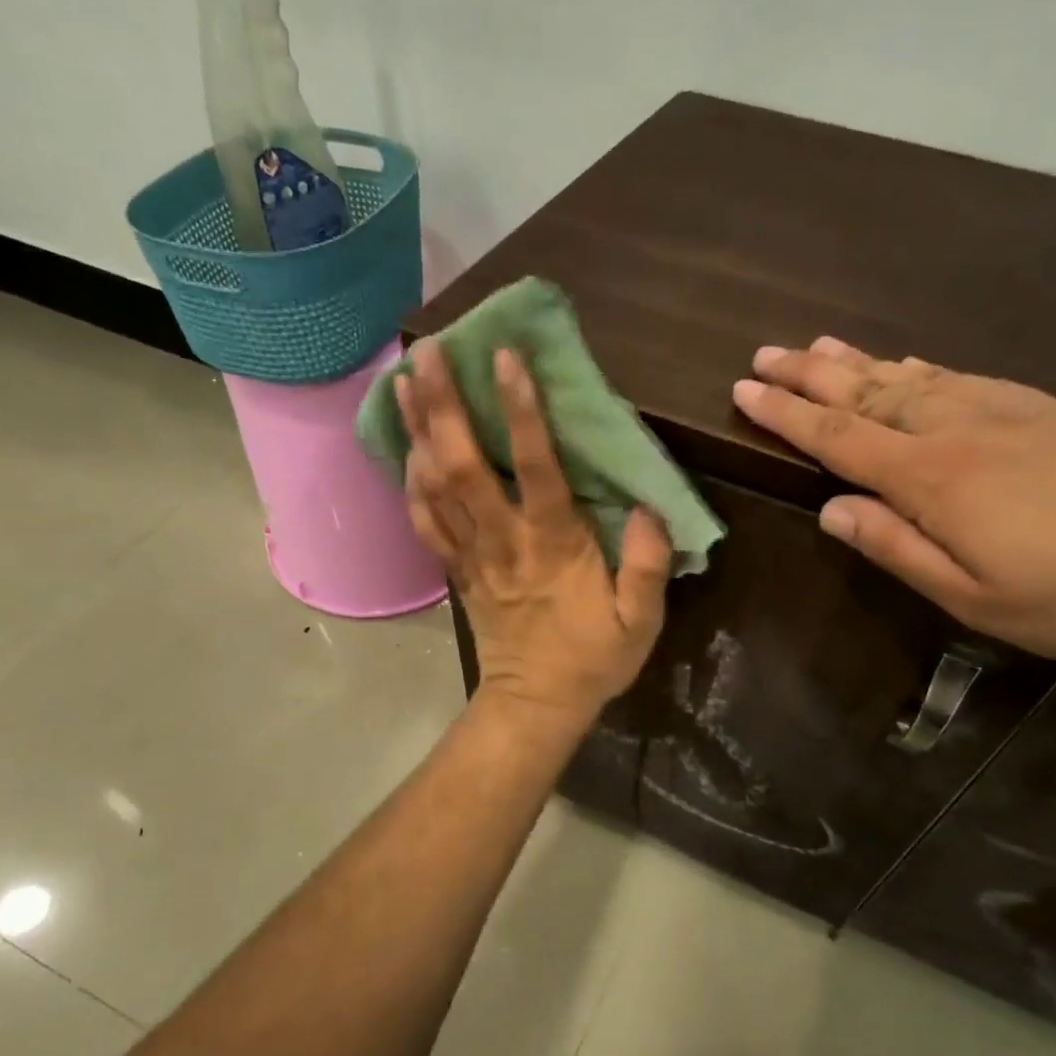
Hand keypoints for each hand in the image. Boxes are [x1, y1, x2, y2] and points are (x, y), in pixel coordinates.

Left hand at [398, 338, 671, 719]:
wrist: (535, 705)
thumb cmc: (591, 660)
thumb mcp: (640, 622)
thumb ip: (647, 564)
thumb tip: (651, 507)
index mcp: (553, 544)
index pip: (535, 467)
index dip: (520, 411)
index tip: (506, 357)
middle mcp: (504, 539)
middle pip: (464, 465)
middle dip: (445, 406)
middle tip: (430, 350)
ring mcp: (473, 555)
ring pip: (436, 486)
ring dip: (418, 432)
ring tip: (405, 380)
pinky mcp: (457, 571)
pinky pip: (426, 523)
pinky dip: (412, 485)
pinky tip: (407, 451)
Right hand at [733, 338, 1055, 663]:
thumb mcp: (975, 598)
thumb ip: (897, 549)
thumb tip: (832, 512)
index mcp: (932, 479)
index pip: (838, 438)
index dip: (786, 415)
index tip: (744, 391)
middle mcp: (955, 429)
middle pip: (866, 393)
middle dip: (809, 375)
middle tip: (764, 355)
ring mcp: (1001, 410)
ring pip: (909, 377)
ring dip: (856, 362)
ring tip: (816, 344)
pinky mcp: (1039, 407)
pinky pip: (955, 376)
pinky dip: (914, 367)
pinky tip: (902, 364)